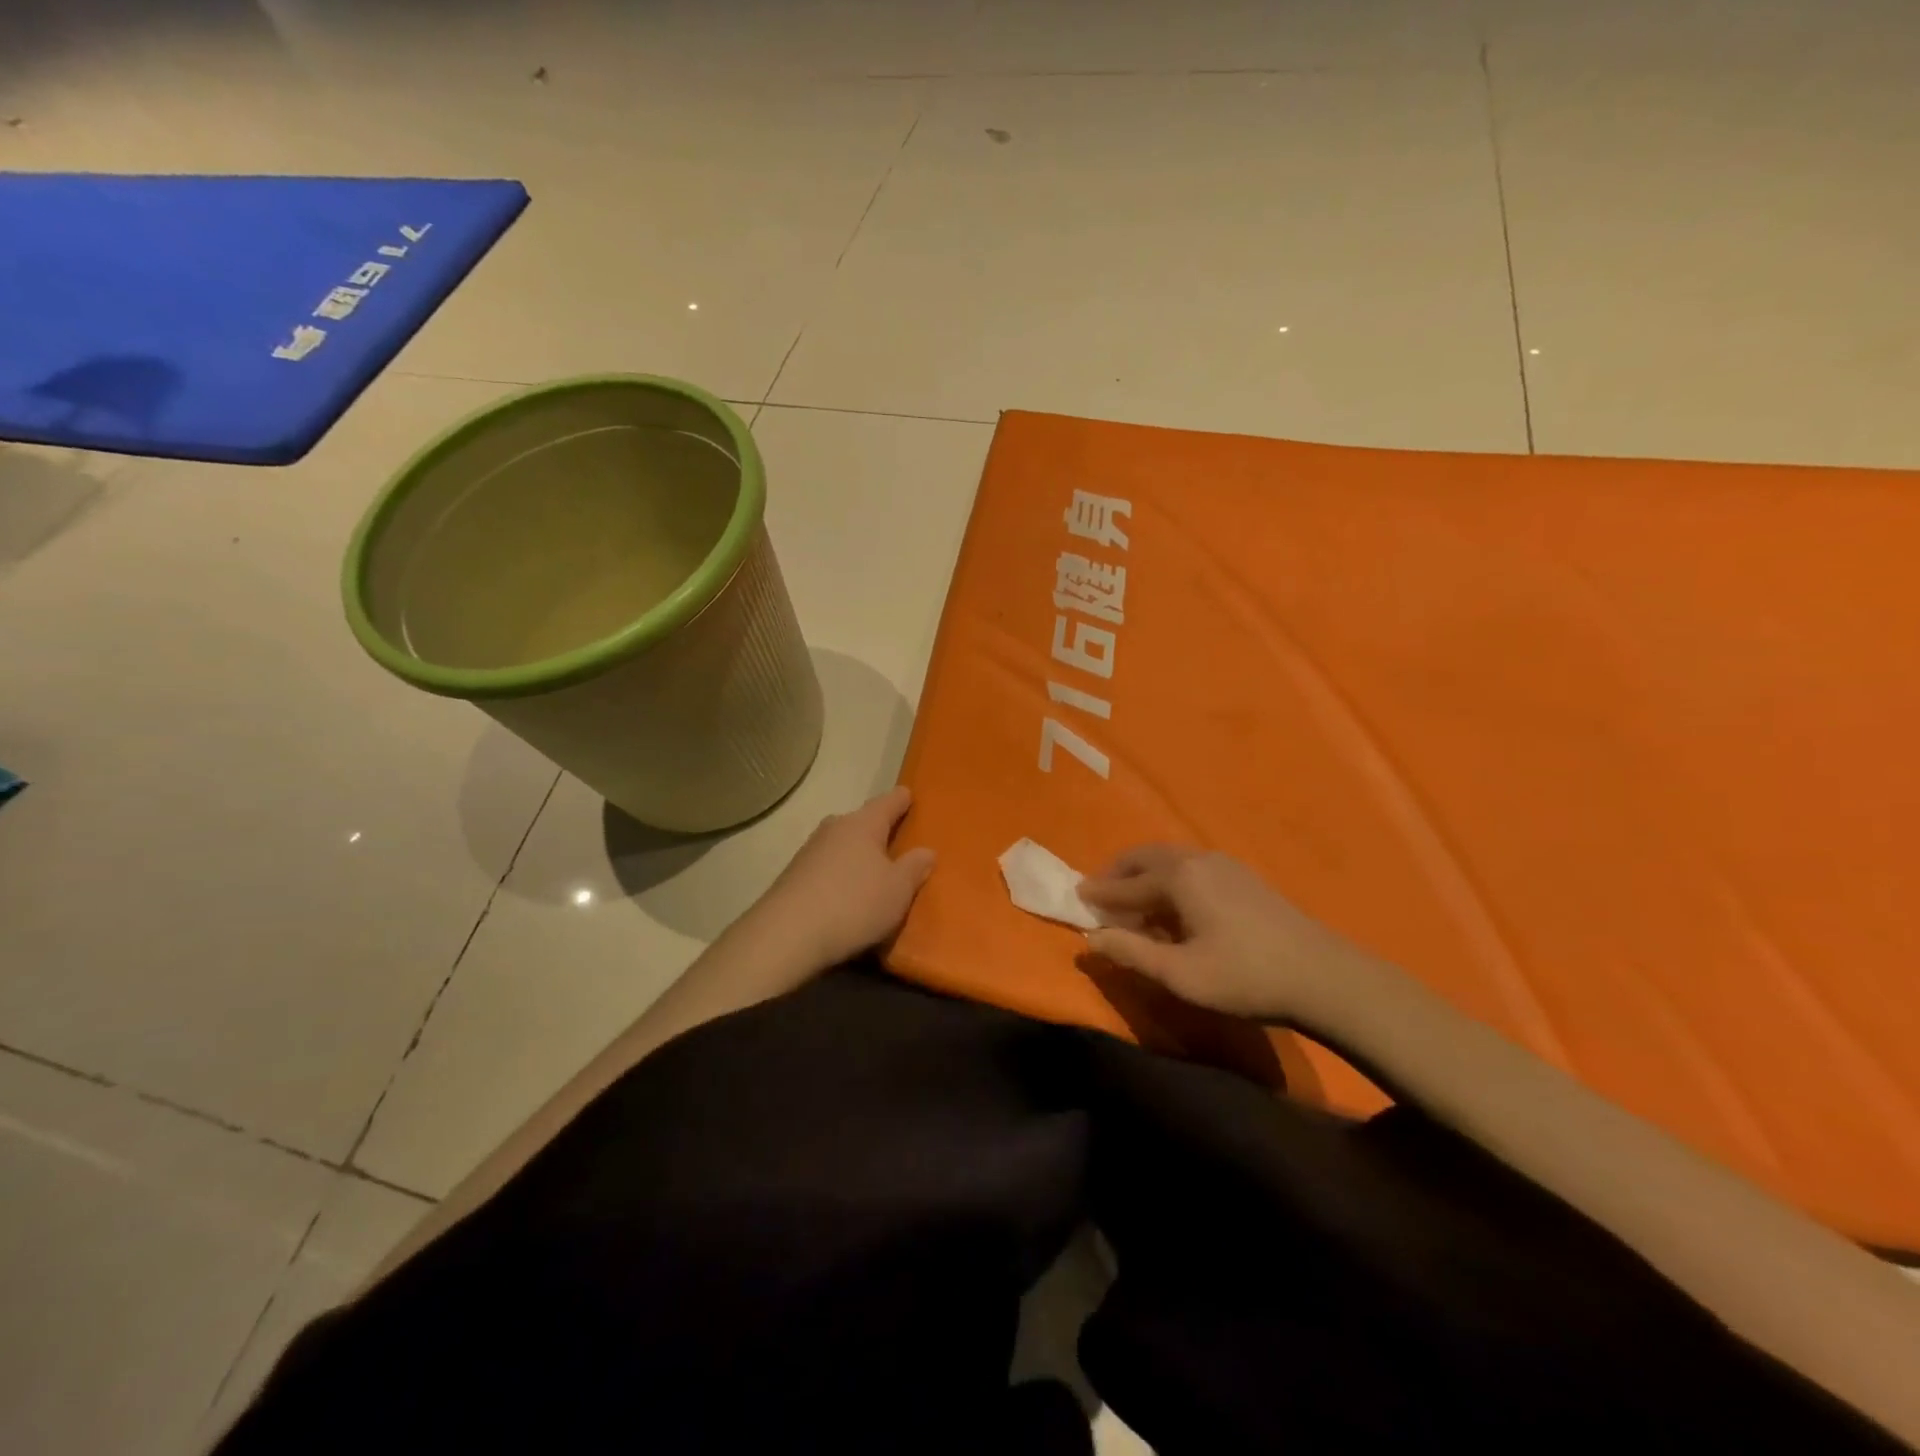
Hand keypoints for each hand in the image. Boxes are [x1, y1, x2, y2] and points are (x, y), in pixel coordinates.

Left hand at [742, 786, 935, 973]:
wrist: (786, 936)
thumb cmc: (853, 904)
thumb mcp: (898, 890)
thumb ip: (914, 867)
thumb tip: (926, 850)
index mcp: (863, 824)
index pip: (888, 802)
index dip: (902, 799)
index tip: (910, 795)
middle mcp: (834, 829)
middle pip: (862, 822)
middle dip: (878, 830)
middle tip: (897, 843)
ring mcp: (809, 852)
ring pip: (842, 845)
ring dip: (857, 856)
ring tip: (873, 874)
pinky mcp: (793, 877)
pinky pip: (826, 868)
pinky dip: (840, 876)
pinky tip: (846, 896)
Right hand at [1078, 846, 1387, 1028]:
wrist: (1323, 976)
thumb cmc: (1245, 976)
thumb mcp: (1180, 974)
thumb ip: (1131, 953)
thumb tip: (1091, 939)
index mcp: (1178, 877)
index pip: (1125, 884)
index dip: (1098, 894)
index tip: (1075, 897)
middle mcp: (1197, 859)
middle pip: (1145, 858)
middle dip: (1118, 874)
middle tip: (1099, 894)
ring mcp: (1224, 864)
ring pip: (1169, 860)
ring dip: (1144, 875)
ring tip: (1132, 901)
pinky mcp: (1243, 877)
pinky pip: (1190, 867)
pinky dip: (1168, 878)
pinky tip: (1173, 906)